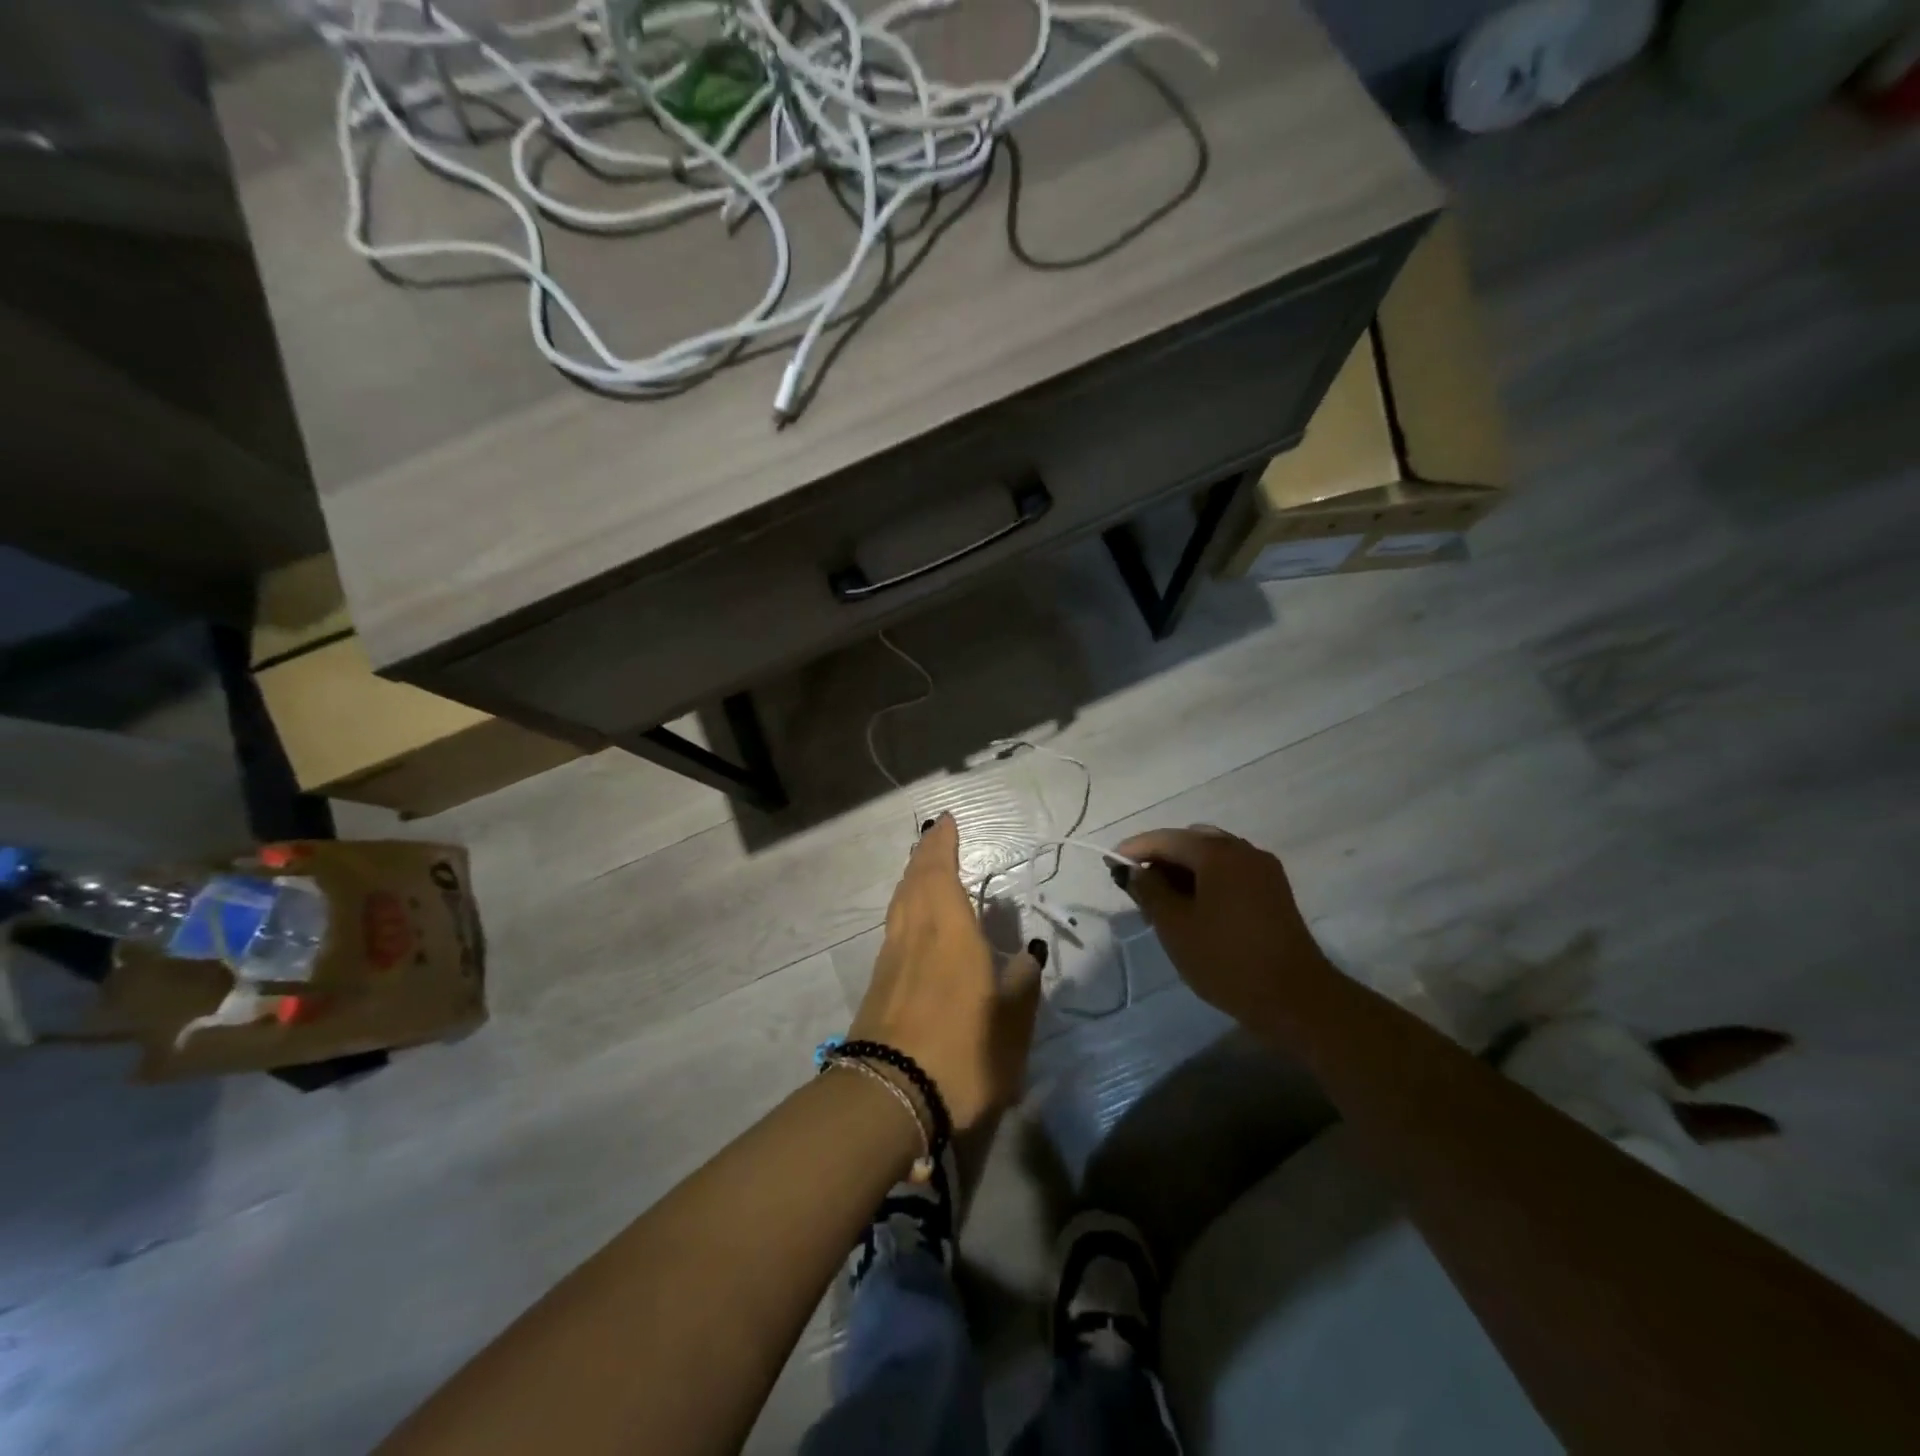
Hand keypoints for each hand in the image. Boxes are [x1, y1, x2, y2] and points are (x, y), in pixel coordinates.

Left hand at [849, 814, 1044, 1132]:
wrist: (888, 1098)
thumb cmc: (960, 1054)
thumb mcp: (1011, 1025)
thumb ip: (1022, 985)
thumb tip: (1028, 953)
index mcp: (949, 931)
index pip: (940, 871)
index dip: (942, 844)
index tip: (946, 821)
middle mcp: (915, 933)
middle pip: (913, 880)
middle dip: (924, 854)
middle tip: (936, 837)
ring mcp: (891, 958)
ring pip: (899, 902)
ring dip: (912, 878)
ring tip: (924, 870)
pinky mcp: (878, 983)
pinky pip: (894, 925)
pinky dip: (905, 906)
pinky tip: (915, 921)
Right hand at [1113, 826, 1333, 1029]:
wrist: (1295, 999)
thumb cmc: (1226, 959)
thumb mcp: (1175, 926)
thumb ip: (1149, 891)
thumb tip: (1133, 870)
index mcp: (1217, 853)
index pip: (1165, 839)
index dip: (1134, 848)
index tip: (1109, 863)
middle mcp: (1243, 850)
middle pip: (1190, 841)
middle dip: (1160, 858)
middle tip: (1136, 885)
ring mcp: (1263, 870)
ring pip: (1212, 856)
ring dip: (1183, 869)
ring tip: (1161, 900)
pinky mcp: (1274, 891)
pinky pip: (1230, 872)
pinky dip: (1206, 879)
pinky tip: (1193, 907)